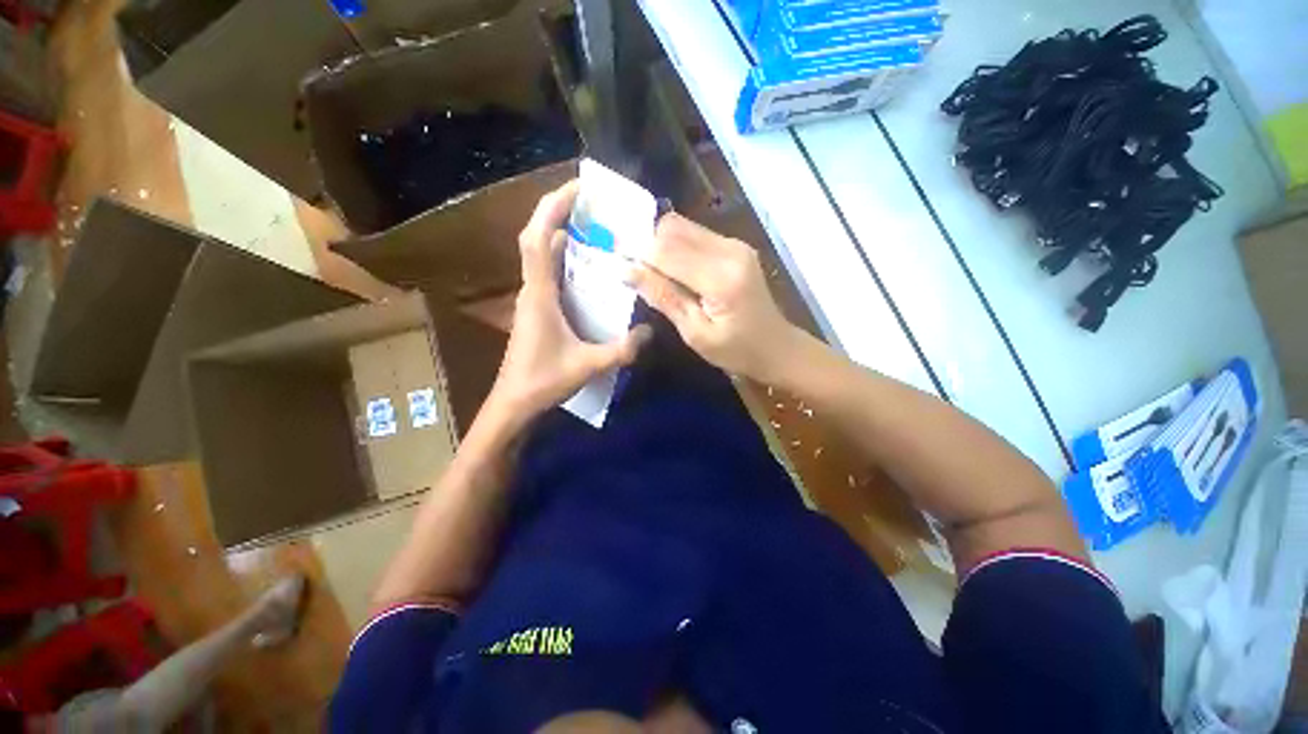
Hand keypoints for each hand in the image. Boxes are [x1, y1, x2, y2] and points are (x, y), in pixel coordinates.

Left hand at [486, 180, 651, 423]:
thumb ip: (621, 350)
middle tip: (591, 202)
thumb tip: (649, 332)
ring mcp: (533, 299)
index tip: (577, 188)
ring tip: (593, 225)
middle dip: (559, 212)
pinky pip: (549, 273)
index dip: (553, 208)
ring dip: (561, 233)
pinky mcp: (538, 309)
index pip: (538, 239)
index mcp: (539, 295)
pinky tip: (588, 265)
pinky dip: (564, 258)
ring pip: (542, 254)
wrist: (514, 403)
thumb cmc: (542, 382)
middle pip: (537, 237)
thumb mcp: (587, 366)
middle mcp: (532, 289)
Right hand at [629, 214, 798, 382]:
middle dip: (649, 247)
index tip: (622, 272)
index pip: (666, 250)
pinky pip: (695, 235)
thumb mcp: (695, 333)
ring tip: (657, 277)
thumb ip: (663, 297)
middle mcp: (729, 250)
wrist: (778, 347)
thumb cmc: (737, 351)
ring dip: (662, 247)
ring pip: (682, 227)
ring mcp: (735, 244)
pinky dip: (677, 249)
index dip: (638, 257)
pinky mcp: (735, 246)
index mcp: (721, 277)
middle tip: (639, 276)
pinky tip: (676, 273)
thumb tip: (627, 271)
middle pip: (672, 228)